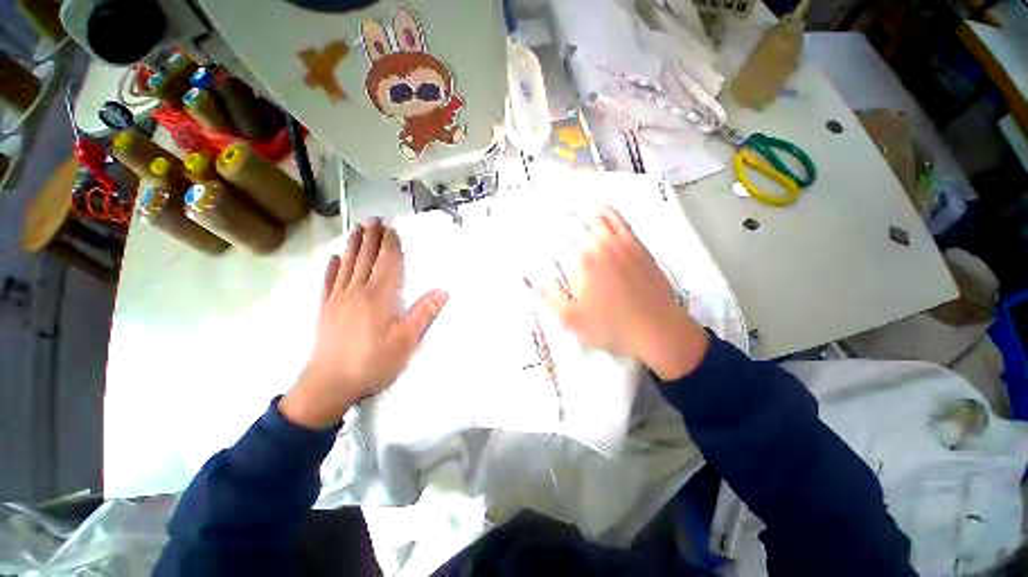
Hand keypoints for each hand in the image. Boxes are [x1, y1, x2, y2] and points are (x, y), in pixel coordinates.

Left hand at [280, 220, 448, 429]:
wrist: (329, 384)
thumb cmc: (373, 362)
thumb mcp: (406, 341)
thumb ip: (423, 313)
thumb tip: (443, 291)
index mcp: (379, 297)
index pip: (387, 264)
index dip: (390, 245)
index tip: (391, 228)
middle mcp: (357, 291)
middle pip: (366, 259)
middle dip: (372, 238)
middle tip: (374, 219)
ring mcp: (338, 299)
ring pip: (347, 265)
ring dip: (353, 245)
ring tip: (357, 229)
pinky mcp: (325, 310)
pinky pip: (328, 282)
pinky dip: (332, 268)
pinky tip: (334, 258)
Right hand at [539, 207, 708, 380]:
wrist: (658, 330)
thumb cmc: (611, 327)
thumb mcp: (572, 319)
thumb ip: (549, 296)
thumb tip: (530, 278)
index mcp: (582, 261)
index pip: (559, 242)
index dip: (546, 237)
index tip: (535, 230)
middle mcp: (601, 245)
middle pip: (577, 227)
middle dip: (561, 222)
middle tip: (549, 216)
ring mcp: (622, 243)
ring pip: (598, 221)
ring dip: (582, 213)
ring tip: (569, 205)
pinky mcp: (639, 246)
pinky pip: (621, 222)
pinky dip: (610, 213)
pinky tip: (603, 207)